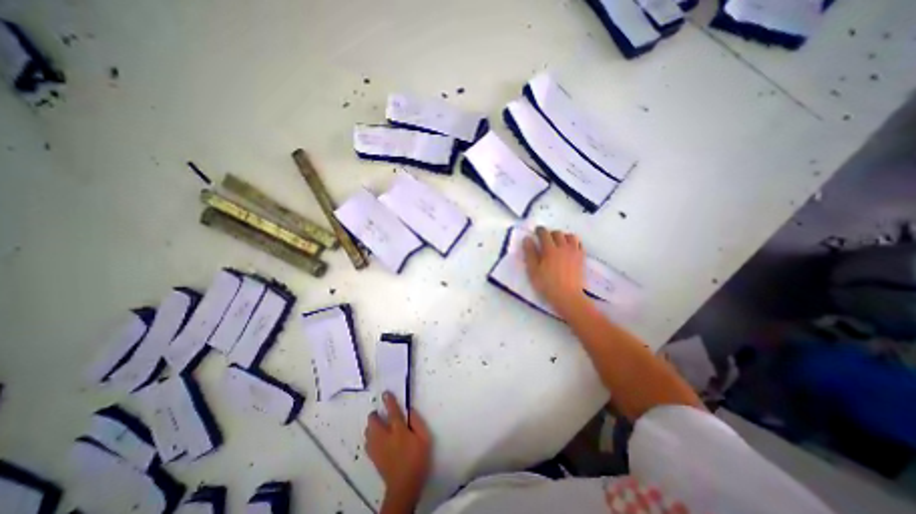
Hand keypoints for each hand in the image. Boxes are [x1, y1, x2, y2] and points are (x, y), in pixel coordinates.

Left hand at [365, 394, 431, 505]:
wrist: (405, 486)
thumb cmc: (418, 459)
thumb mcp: (425, 438)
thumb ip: (417, 422)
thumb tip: (410, 411)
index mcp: (399, 430)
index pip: (392, 411)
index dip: (389, 401)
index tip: (385, 393)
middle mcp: (385, 437)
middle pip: (374, 422)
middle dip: (375, 415)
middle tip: (380, 413)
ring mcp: (377, 448)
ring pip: (368, 432)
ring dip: (371, 426)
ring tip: (378, 425)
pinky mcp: (374, 458)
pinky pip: (367, 443)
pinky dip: (370, 437)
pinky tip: (376, 439)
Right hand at [522, 226, 586, 319]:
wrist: (568, 296)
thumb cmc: (547, 285)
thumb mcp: (533, 270)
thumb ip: (530, 253)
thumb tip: (527, 239)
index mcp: (549, 249)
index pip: (544, 233)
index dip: (539, 230)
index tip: (536, 232)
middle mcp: (563, 247)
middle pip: (557, 233)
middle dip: (550, 234)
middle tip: (545, 240)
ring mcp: (574, 252)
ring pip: (570, 236)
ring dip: (563, 236)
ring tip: (558, 243)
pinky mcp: (581, 258)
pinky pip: (579, 244)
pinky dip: (573, 243)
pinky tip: (569, 249)